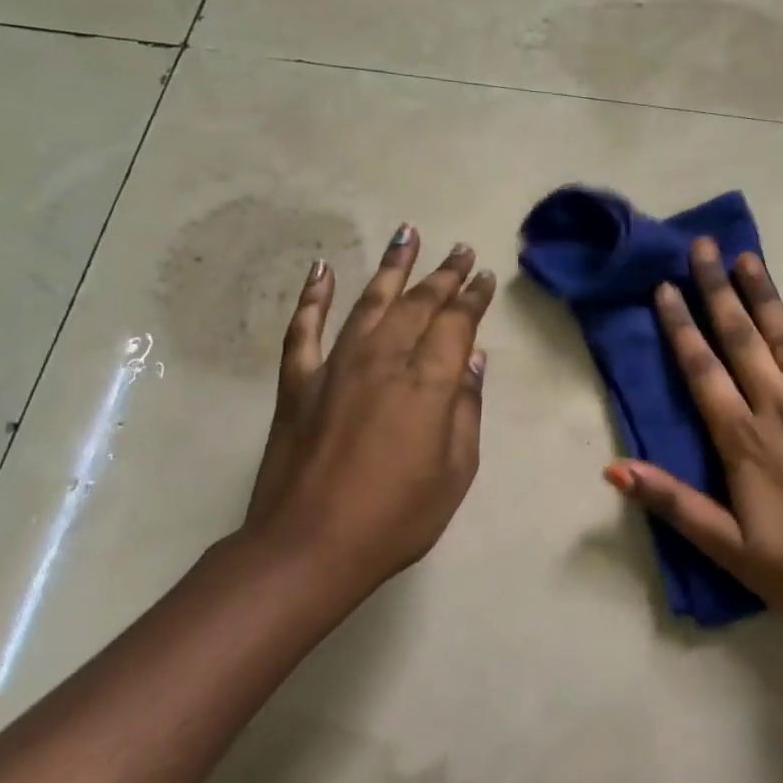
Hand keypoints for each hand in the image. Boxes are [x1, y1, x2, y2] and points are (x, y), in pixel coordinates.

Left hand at [243, 224, 494, 599]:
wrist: (309, 548)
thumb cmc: (397, 516)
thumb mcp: (455, 470)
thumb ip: (466, 408)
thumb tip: (473, 359)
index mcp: (427, 382)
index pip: (456, 324)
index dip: (473, 297)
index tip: (484, 277)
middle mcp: (383, 360)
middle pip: (418, 304)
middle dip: (443, 274)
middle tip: (460, 250)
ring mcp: (336, 367)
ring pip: (368, 302)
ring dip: (391, 267)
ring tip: (407, 234)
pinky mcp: (299, 383)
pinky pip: (304, 330)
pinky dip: (312, 297)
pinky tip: (322, 270)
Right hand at [604, 237, 782, 628]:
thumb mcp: (726, 546)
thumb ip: (672, 502)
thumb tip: (613, 468)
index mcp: (744, 439)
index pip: (703, 370)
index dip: (681, 327)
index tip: (666, 286)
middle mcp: (781, 408)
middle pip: (743, 340)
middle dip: (718, 291)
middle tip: (703, 246)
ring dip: (765, 296)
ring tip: (747, 256)